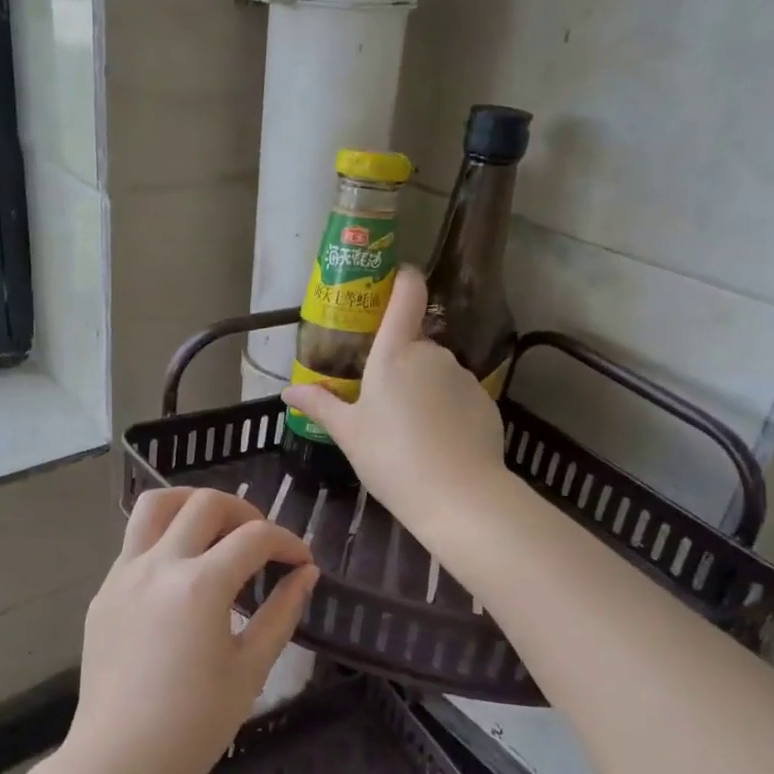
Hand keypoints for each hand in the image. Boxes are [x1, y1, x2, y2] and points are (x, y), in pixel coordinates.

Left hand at [60, 488, 317, 773]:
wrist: (117, 765)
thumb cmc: (193, 727)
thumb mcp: (250, 670)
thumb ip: (281, 613)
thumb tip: (306, 574)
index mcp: (200, 585)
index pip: (255, 537)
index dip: (287, 541)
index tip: (302, 560)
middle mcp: (159, 565)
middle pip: (205, 503)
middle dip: (244, 512)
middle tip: (261, 543)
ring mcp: (124, 574)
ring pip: (156, 505)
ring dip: (192, 503)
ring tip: (214, 528)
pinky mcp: (104, 591)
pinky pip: (135, 541)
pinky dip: (164, 536)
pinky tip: (180, 571)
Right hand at [281, 265, 505, 533]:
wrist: (459, 497)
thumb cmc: (391, 458)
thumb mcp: (348, 433)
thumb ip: (320, 405)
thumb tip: (288, 391)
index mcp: (394, 353)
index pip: (405, 296)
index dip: (402, 279)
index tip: (396, 277)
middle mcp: (432, 354)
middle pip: (414, 344)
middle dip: (399, 364)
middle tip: (381, 402)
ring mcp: (462, 376)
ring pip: (436, 371)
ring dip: (423, 387)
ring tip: (409, 430)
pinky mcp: (485, 401)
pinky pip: (457, 395)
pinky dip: (446, 408)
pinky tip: (437, 442)